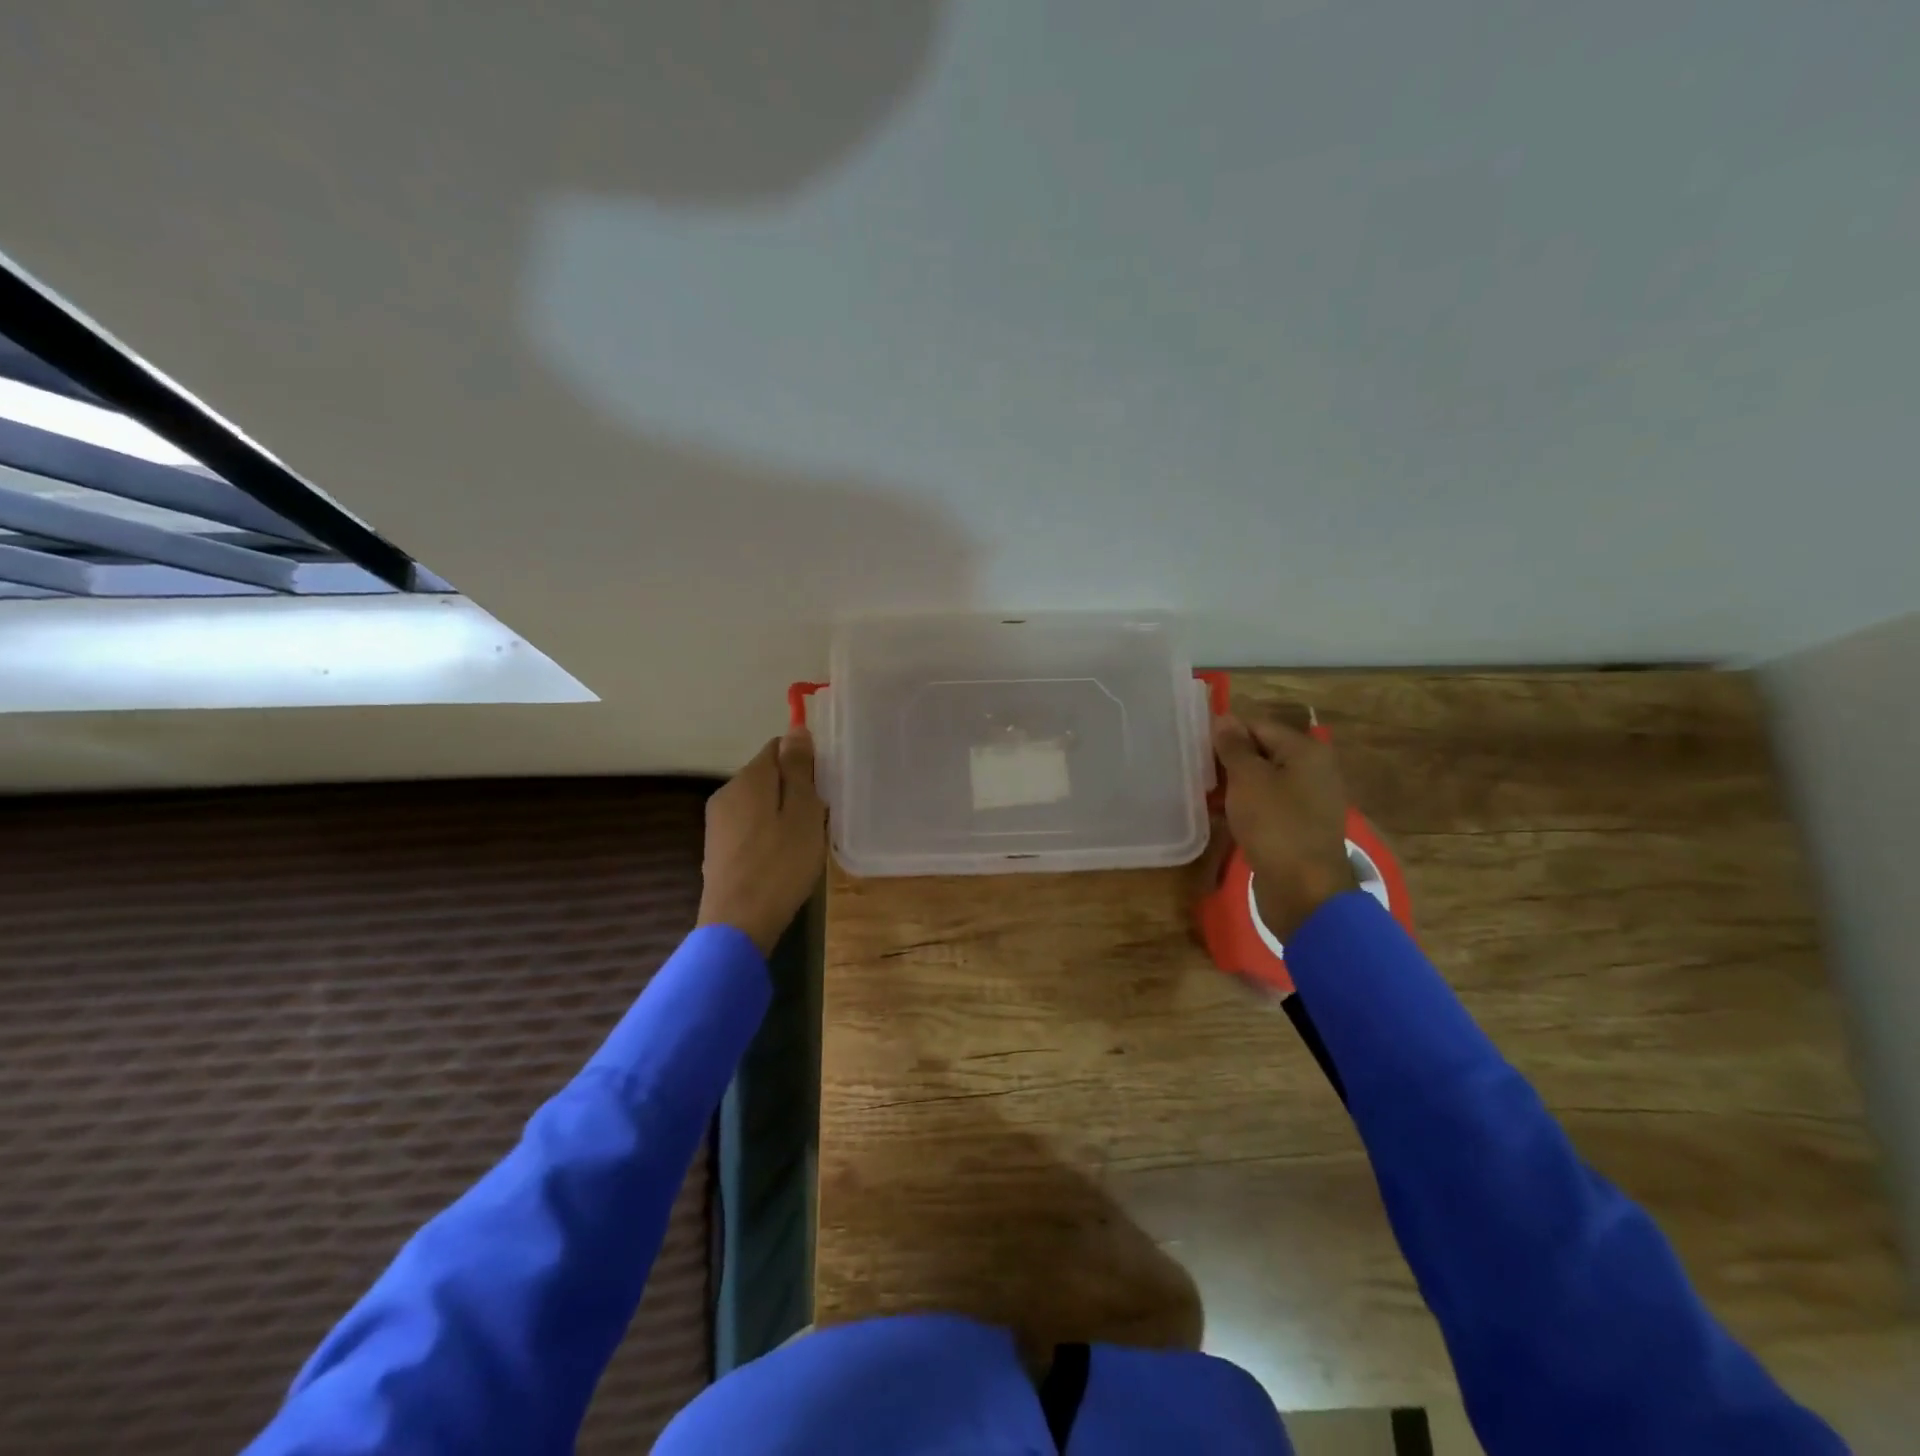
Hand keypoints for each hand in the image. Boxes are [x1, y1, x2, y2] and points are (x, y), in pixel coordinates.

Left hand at [696, 729, 827, 955]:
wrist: (738, 923)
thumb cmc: (780, 865)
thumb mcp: (802, 813)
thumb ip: (799, 769)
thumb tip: (796, 728)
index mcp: (749, 778)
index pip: (778, 747)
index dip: (804, 762)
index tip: (823, 789)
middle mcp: (727, 792)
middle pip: (767, 775)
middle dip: (794, 789)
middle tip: (817, 820)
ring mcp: (718, 822)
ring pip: (758, 802)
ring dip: (781, 813)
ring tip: (802, 842)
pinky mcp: (717, 848)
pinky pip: (749, 826)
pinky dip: (767, 833)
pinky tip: (780, 859)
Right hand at [1211, 711, 1356, 941]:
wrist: (1304, 891)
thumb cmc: (1275, 825)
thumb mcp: (1248, 779)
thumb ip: (1234, 747)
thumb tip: (1224, 719)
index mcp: (1305, 751)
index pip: (1258, 726)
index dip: (1225, 734)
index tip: (1194, 747)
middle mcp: (1311, 770)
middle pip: (1261, 753)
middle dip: (1227, 761)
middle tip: (1193, 772)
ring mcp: (1306, 801)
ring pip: (1261, 782)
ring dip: (1232, 786)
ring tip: (1201, 795)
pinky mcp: (1297, 827)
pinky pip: (1266, 806)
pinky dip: (1244, 807)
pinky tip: (1219, 816)